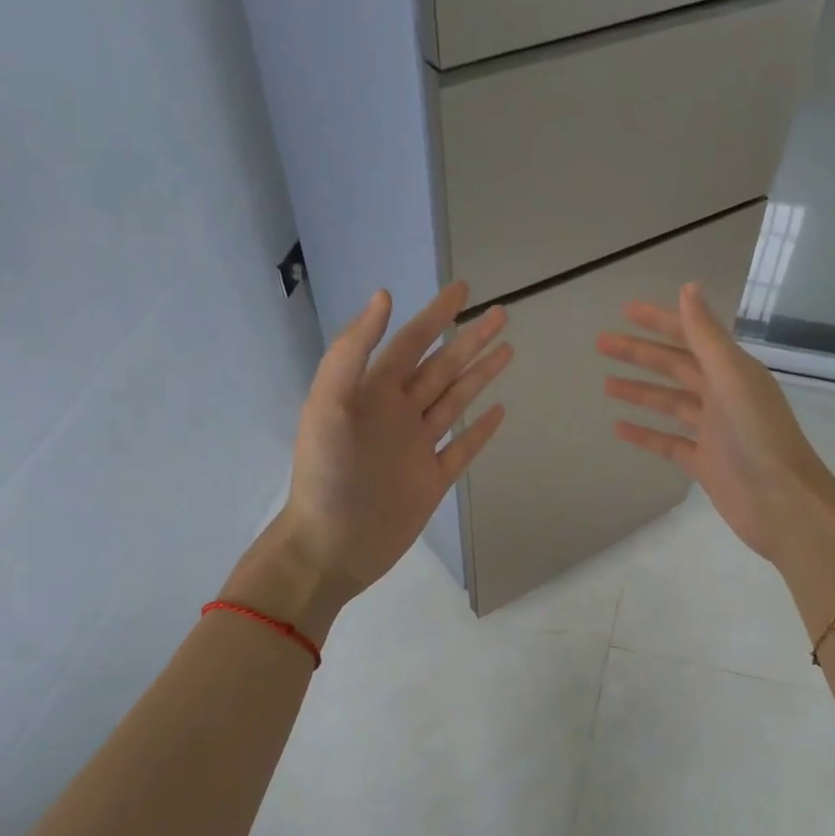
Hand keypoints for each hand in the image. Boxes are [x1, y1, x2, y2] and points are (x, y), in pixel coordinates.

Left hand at [271, 282, 510, 603]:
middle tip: (502, 314)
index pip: (411, 343)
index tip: (464, 290)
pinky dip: (480, 429)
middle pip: (441, 367)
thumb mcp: (328, 405)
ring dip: (480, 375)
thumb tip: (384, 297)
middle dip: (470, 340)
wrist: (331, 545)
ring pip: (455, 401)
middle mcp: (398, 414)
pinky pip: (462, 448)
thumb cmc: (326, 475)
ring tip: (508, 351)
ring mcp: (418, 447)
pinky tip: (498, 411)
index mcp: (373, 392)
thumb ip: (353, 352)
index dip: (437, 315)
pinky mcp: (432, 480)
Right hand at [597, 284, 834, 567]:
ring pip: (669, 404)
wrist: (781, 503)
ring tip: (605, 384)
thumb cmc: (758, 436)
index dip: (659, 322)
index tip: (625, 311)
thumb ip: (706, 336)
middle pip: (674, 368)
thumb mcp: (732, 378)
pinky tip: (619, 428)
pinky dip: (645, 434)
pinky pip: (668, 443)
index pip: (691, 336)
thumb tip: (688, 288)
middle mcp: (723, 396)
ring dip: (639, 392)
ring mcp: (712, 431)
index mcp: (733, 371)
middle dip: (639, 354)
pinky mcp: (704, 463)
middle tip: (600, 344)